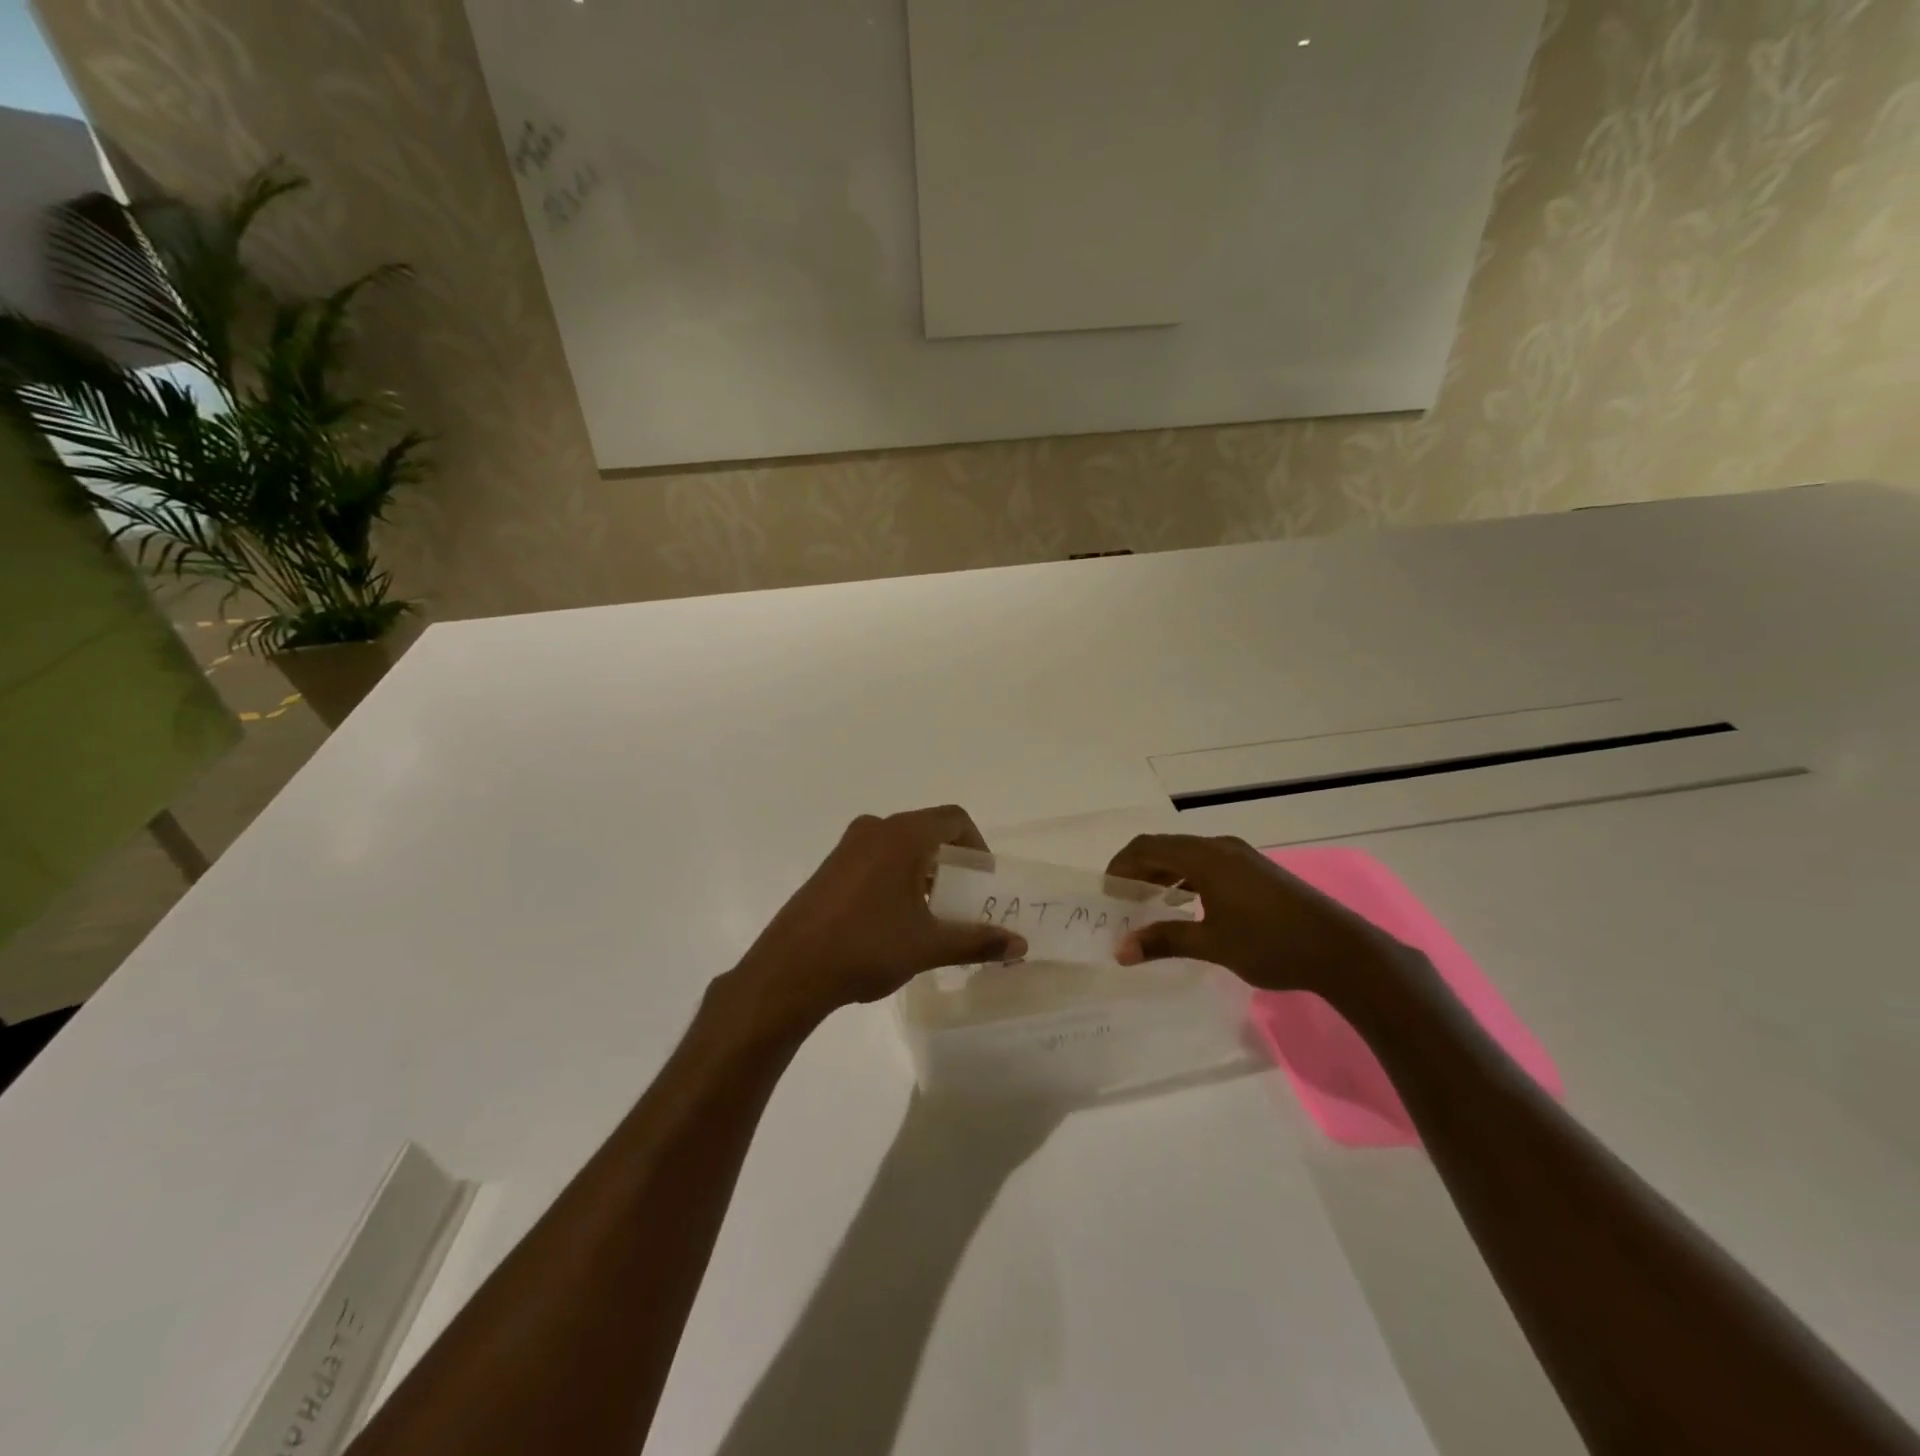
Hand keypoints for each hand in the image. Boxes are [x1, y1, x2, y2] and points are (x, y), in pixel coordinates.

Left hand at [726, 805, 1028, 1034]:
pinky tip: (895, 919)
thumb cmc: (867, 947)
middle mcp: (874, 830)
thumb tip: (1020, 945)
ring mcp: (846, 847)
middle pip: (927, 830)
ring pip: (899, 846)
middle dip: (951, 861)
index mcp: (901, 836)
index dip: (977, 845)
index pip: (953, 819)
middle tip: (964, 898)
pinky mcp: (829, 868)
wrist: (790, 970)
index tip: (984, 879)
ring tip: (933, 912)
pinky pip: (875, 859)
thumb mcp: (928, 945)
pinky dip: (896, 876)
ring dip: (923, 871)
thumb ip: (977, 940)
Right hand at [1105, 833, 1408, 1002]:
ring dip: (1163, 873)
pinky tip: (1186, 906)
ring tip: (1148, 904)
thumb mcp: (1212, 944)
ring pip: (1187, 855)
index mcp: (1206, 858)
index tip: (1107, 893)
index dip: (1121, 865)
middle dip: (1139, 869)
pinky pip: (1207, 863)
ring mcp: (1241, 857)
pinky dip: (1186, 878)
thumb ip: (1164, 941)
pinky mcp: (1256, 870)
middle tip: (1122, 901)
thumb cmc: (1271, 944)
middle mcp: (1221, 847)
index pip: (1147, 847)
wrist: (1340, 950)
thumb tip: (1120, 950)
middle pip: (1166, 847)